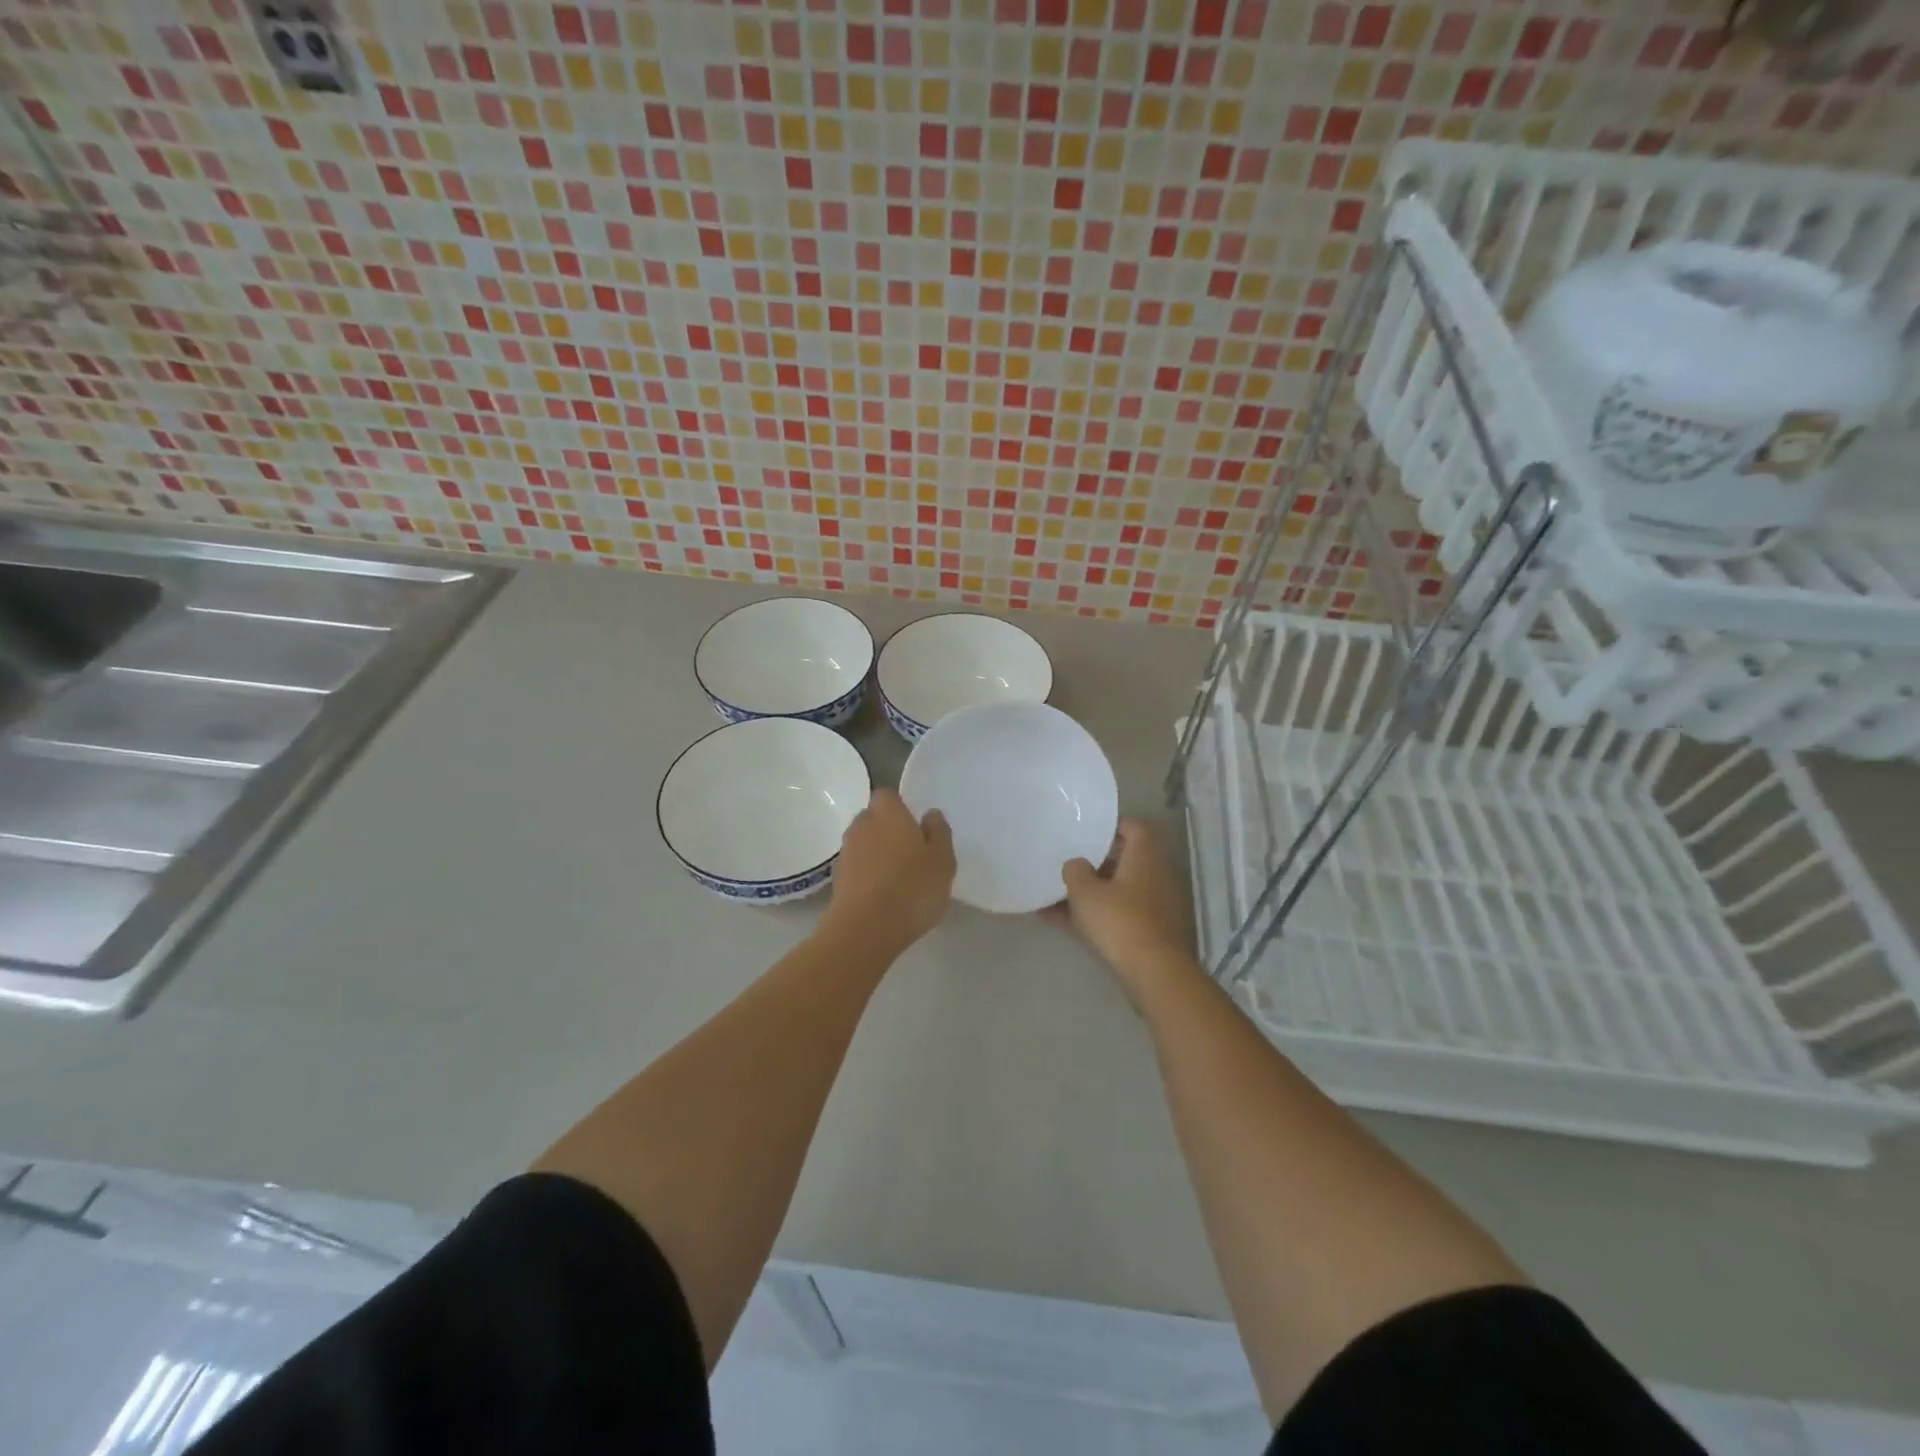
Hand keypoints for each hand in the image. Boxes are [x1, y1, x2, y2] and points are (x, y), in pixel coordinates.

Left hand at [821, 788, 955, 955]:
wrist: (865, 930)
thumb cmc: (911, 888)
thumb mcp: (942, 860)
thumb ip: (939, 832)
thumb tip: (930, 814)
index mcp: (888, 812)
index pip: (888, 795)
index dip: (901, 808)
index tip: (916, 828)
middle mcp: (861, 825)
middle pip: (874, 819)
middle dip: (889, 831)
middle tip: (912, 854)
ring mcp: (846, 853)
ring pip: (865, 844)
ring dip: (878, 855)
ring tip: (900, 879)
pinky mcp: (837, 880)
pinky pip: (857, 868)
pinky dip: (868, 875)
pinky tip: (884, 896)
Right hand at [1059, 820, 1197, 1006]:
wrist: (1154, 972)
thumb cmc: (1119, 920)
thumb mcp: (1085, 892)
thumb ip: (1075, 871)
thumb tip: (1076, 864)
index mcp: (1144, 857)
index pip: (1134, 828)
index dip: (1112, 827)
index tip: (1087, 832)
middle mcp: (1155, 876)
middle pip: (1124, 861)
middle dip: (1095, 863)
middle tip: (1068, 864)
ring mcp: (1155, 905)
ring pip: (1117, 891)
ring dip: (1090, 893)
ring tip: (1054, 896)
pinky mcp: (1150, 932)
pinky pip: (1117, 915)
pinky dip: (1094, 916)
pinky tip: (1060, 922)